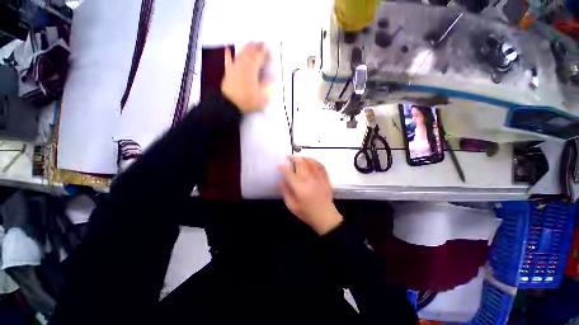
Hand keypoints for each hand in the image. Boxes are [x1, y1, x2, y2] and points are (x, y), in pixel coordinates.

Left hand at [221, 42, 271, 111]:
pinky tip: (229, 48)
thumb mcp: (262, 97)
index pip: (260, 58)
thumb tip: (272, 76)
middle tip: (262, 42)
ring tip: (251, 42)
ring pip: (241, 54)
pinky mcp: (228, 72)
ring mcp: (235, 68)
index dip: (265, 53)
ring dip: (246, 47)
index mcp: (252, 71)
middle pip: (250, 53)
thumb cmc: (248, 102)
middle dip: (256, 47)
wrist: (230, 105)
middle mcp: (243, 66)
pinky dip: (228, 54)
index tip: (270, 50)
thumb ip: (268, 86)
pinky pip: (228, 60)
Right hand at [278, 157, 342, 234]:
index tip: (279, 166)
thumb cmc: (307, 213)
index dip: (283, 168)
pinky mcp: (325, 179)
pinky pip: (321, 166)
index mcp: (299, 188)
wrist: (325, 216)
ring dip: (303, 158)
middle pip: (300, 164)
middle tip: (288, 158)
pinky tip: (311, 160)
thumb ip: (286, 192)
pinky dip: (315, 161)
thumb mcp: (292, 206)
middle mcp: (309, 180)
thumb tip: (281, 181)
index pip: (289, 174)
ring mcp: (319, 178)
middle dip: (293, 159)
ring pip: (311, 163)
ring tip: (299, 157)